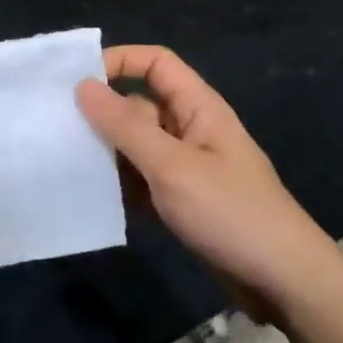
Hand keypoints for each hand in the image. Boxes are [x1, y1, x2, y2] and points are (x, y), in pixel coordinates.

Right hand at [76, 46, 330, 319]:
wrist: (283, 281)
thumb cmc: (230, 213)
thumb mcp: (172, 166)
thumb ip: (126, 126)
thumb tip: (84, 85)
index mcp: (198, 107)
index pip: (156, 63)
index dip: (119, 61)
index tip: (77, 81)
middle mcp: (191, 129)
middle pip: (140, 105)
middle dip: (103, 114)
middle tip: (58, 129)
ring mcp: (188, 166)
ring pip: (138, 145)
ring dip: (109, 153)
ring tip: (67, 164)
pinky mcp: (184, 199)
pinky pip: (144, 179)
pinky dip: (122, 185)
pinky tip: (95, 199)